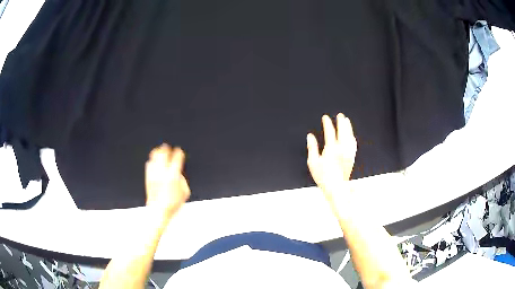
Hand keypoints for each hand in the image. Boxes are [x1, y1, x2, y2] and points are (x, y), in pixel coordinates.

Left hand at [145, 144, 190, 217]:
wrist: (159, 210)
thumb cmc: (173, 204)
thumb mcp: (185, 192)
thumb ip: (183, 180)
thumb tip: (178, 173)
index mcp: (173, 175)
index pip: (176, 158)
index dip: (179, 152)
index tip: (179, 150)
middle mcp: (163, 172)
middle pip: (163, 154)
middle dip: (165, 148)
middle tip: (166, 146)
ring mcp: (154, 174)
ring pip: (154, 157)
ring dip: (157, 152)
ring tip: (158, 150)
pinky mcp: (148, 178)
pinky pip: (149, 164)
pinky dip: (151, 161)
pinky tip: (152, 161)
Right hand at [307, 114, 356, 203]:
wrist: (336, 188)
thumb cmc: (323, 177)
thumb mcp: (313, 162)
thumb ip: (312, 147)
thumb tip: (310, 136)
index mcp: (331, 149)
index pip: (330, 131)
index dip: (327, 123)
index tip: (325, 118)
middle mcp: (342, 149)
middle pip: (343, 131)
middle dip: (341, 122)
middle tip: (340, 115)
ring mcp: (348, 153)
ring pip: (350, 136)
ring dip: (348, 127)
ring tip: (347, 120)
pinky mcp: (352, 157)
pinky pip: (354, 144)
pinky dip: (352, 137)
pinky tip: (352, 135)